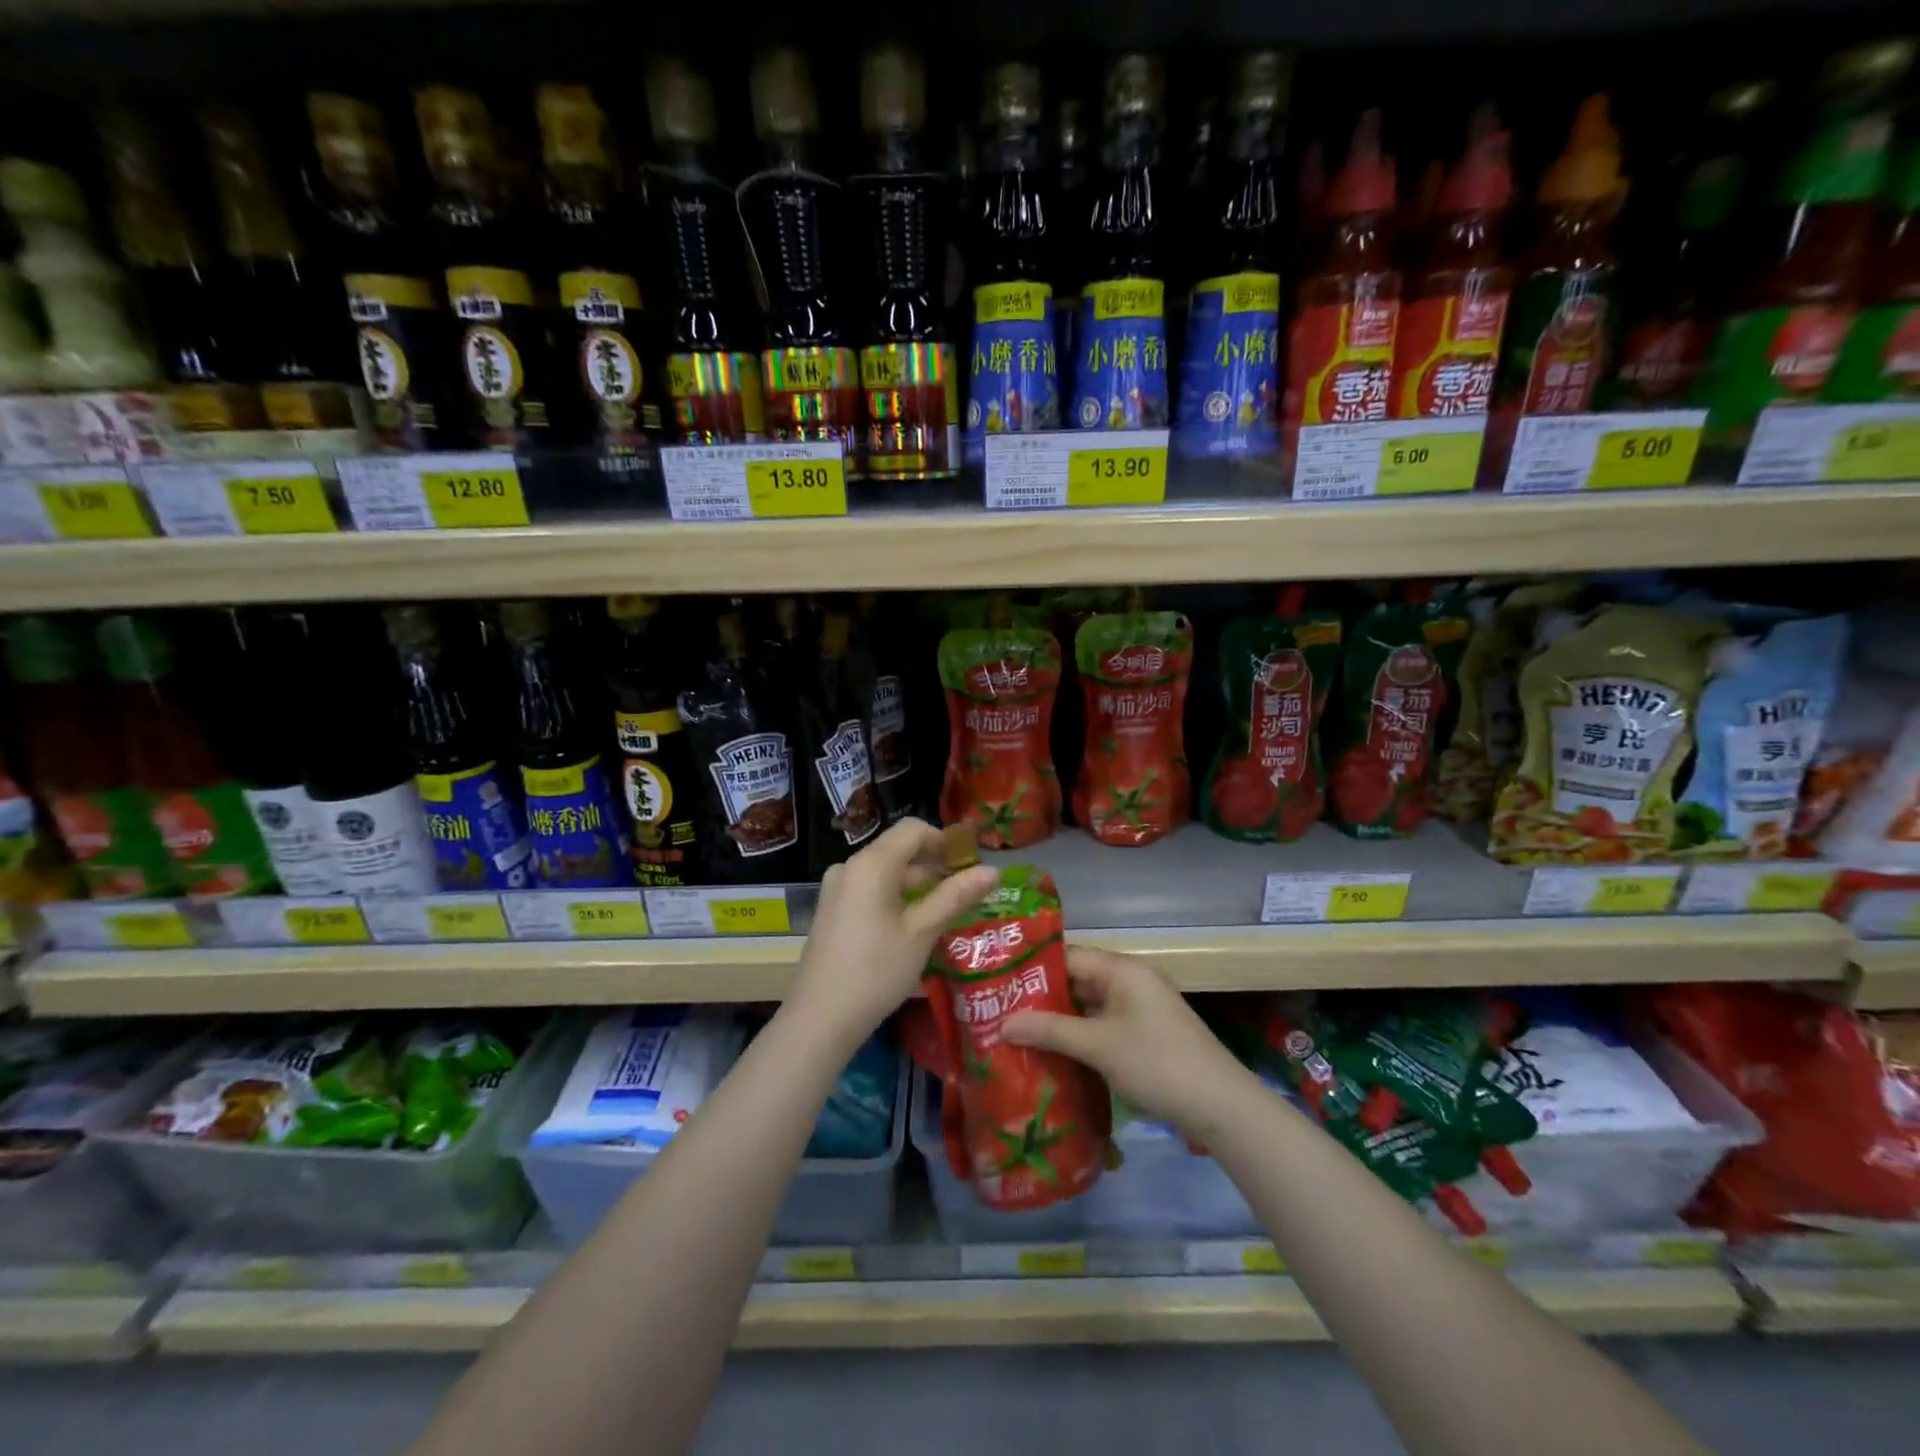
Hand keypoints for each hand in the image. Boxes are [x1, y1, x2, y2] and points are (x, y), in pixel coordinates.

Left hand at [789, 818, 998, 1048]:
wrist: (819, 1018)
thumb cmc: (876, 970)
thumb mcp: (922, 932)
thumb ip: (956, 896)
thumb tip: (993, 871)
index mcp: (871, 863)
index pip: (913, 830)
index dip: (945, 841)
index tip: (969, 866)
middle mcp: (850, 867)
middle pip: (898, 850)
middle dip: (933, 867)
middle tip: (963, 895)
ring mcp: (837, 889)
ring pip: (885, 873)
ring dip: (916, 886)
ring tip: (943, 914)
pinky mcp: (832, 910)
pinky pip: (870, 890)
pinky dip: (895, 899)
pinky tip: (911, 928)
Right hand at [1003, 946, 1249, 1132]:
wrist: (1220, 1106)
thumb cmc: (1157, 1063)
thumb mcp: (1099, 1046)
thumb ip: (1050, 1031)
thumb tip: (1003, 1023)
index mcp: (1123, 970)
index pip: (1068, 956)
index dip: (1033, 970)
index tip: (998, 986)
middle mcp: (1132, 981)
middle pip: (1078, 981)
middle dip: (1043, 999)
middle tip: (1001, 1013)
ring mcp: (1141, 1009)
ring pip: (1090, 1006)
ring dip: (1061, 1021)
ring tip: (1019, 1034)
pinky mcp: (1147, 1035)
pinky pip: (1104, 1026)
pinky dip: (1081, 1036)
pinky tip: (1055, 1053)